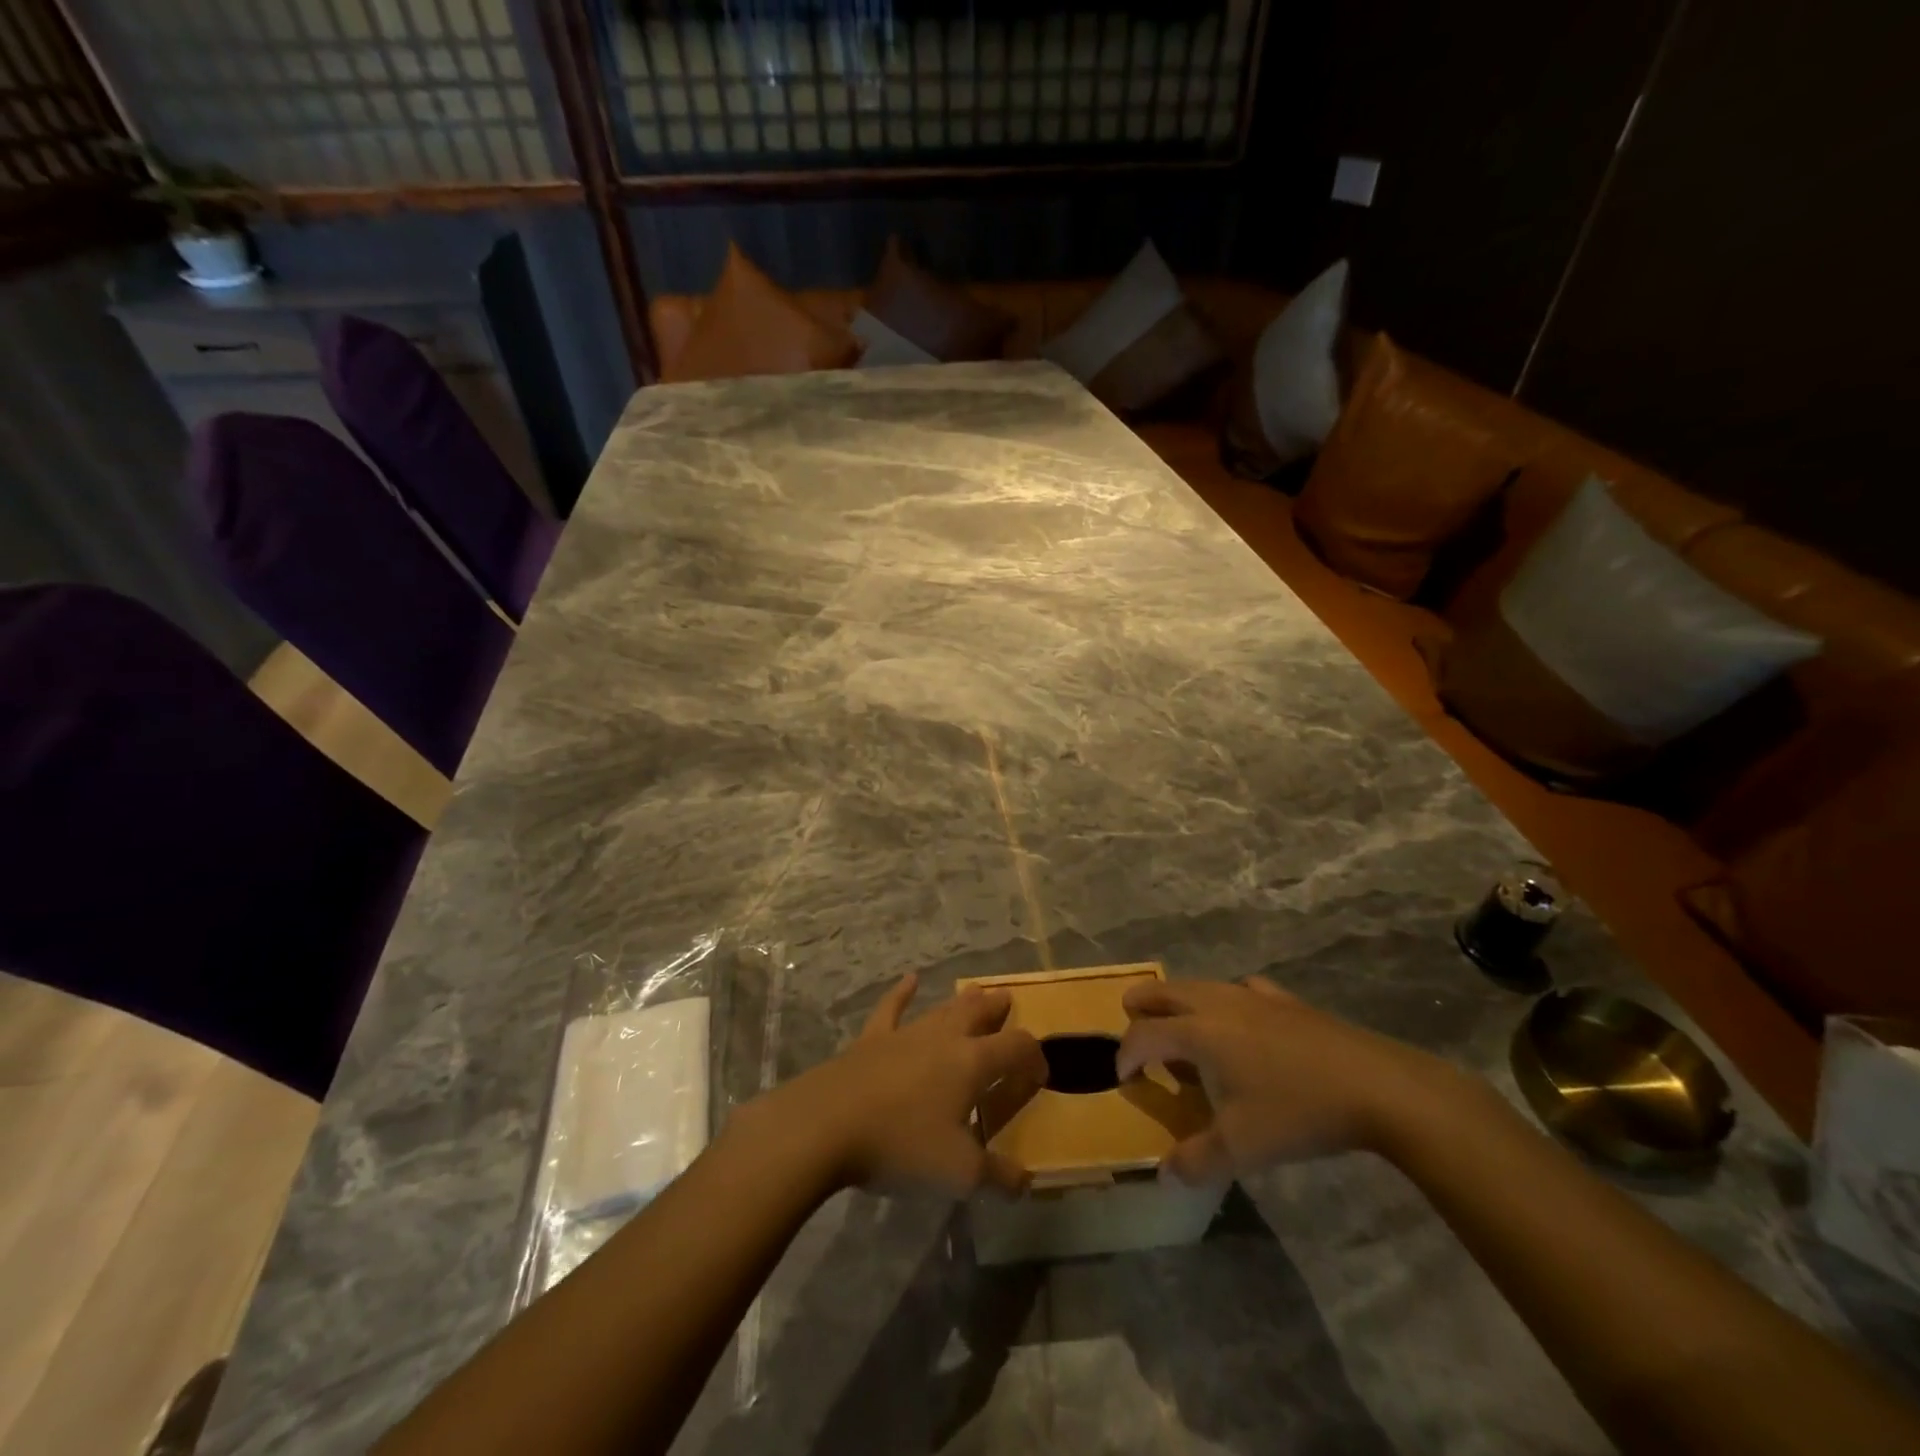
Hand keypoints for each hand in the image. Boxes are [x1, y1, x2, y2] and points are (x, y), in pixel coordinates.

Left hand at [755, 972, 1046, 1197]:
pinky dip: (902, 993)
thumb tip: (1027, 1182)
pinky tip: (909, 979)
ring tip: (977, 990)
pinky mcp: (872, 1039)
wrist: (827, 1124)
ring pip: (942, 1009)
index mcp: (972, 1063)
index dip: (1034, 1056)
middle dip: (998, 1009)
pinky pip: (891, 1008)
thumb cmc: (901, 1145)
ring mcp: (905, 1033)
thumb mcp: (959, 1173)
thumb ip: (999, 1177)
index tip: (1041, 1073)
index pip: (1016, 1048)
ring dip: (963, 1001)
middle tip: (1009, 1001)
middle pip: (979, 1014)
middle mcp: (944, 1038)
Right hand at [1117, 976, 1456, 1183]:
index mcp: (1198, 1031)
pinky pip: (1241, 990)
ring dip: (1180, 1005)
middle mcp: (1216, 1003)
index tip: (1124, 1080)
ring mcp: (1253, 995)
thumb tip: (1165, 1176)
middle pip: (1162, 992)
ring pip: (1199, 986)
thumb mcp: (1243, 1147)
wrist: (1377, 1086)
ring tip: (1186, 1036)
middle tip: (1135, 1032)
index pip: (1143, 1035)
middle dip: (1141, 1009)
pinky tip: (1242, 1023)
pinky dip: (1227, 1002)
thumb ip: (1197, 1160)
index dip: (1125, 1056)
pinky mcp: (1284, 1000)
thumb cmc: (1298, 1112)